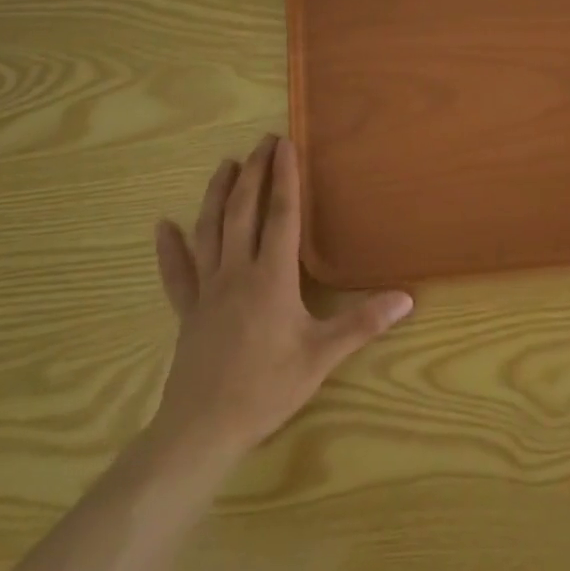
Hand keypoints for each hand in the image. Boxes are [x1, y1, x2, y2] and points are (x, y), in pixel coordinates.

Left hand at [150, 135, 413, 464]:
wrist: (203, 428)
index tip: (286, 144)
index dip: (285, 177)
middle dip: (253, 173)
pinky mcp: (187, 311)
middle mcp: (237, 272)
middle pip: (243, 212)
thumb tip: (407, 298)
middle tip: (262, 142)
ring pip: (209, 231)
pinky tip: (162, 226)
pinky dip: (169, 248)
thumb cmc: (267, 388)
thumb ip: (363, 324)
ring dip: (217, 194)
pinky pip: (176, 273)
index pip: (281, 216)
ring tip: (224, 165)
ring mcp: (207, 290)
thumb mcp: (322, 357)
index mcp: (272, 278)